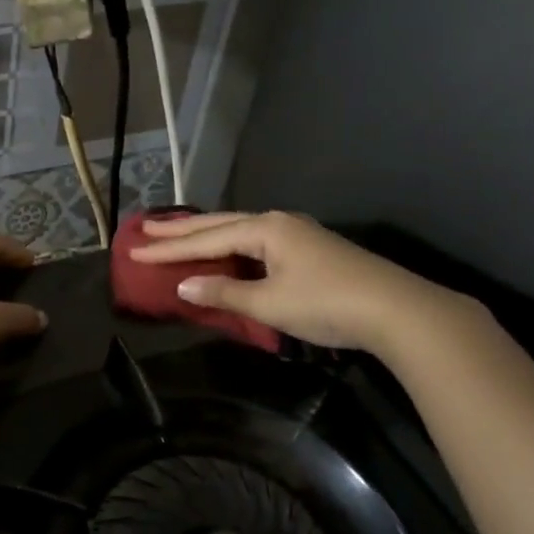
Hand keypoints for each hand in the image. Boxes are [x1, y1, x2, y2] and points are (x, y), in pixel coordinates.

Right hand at [132, 211, 464, 354]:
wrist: (398, 310)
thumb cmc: (327, 304)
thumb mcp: (270, 302)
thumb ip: (224, 293)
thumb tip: (185, 285)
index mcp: (266, 229)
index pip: (207, 238)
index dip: (169, 247)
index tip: (135, 249)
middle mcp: (279, 222)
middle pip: (220, 223)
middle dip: (182, 229)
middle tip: (146, 228)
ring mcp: (298, 234)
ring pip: (240, 230)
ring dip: (207, 234)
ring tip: (178, 234)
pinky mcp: (311, 250)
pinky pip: (257, 241)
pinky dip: (231, 245)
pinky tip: (227, 250)